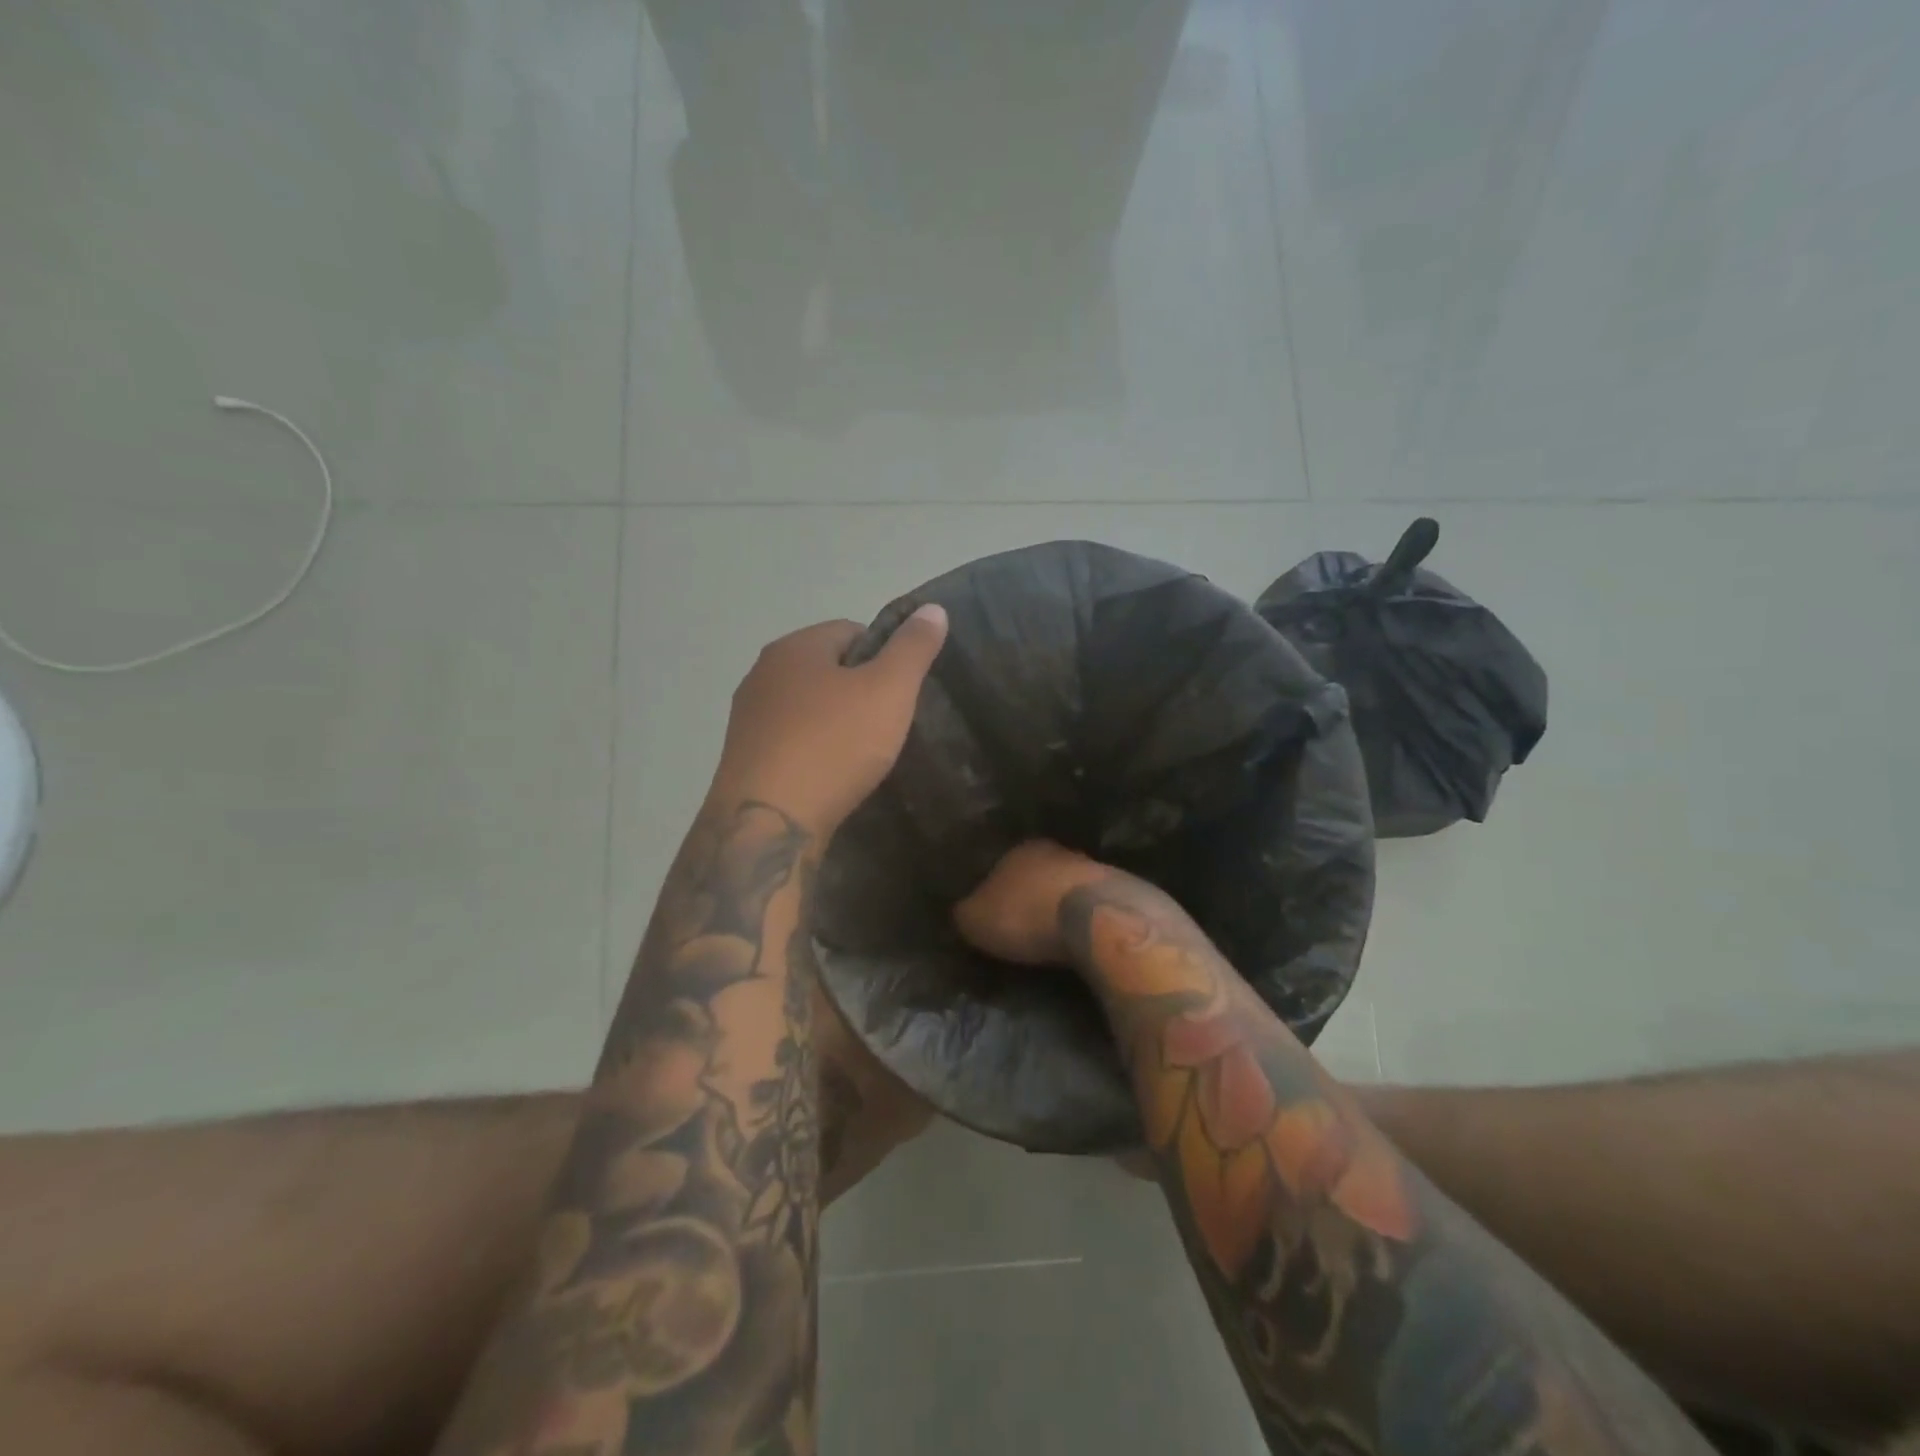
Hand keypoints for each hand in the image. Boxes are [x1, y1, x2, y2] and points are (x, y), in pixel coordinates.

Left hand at [710, 606, 947, 833]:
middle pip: (825, 669)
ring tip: (860, 755)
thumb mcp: (889, 691)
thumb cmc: (833, 745)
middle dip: (857, 690)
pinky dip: (812, 751)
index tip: (900, 692)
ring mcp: (746, 718)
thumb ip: (913, 648)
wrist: (768, 822)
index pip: (850, 630)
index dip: (884, 656)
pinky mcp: (742, 758)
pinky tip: (829, 776)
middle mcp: (762, 673)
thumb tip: (932, 608)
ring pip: (805, 707)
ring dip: (833, 722)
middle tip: (886, 724)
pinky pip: (789, 741)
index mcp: (794, 647)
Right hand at [952, 840, 1112, 965]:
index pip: (1000, 867)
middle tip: (1024, 927)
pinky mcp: (1122, 890)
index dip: (995, 892)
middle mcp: (1056, 850)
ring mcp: (1093, 868)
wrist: (1096, 918)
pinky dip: (1087, 918)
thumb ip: (966, 913)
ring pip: (1068, 887)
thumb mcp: (976, 920)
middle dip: (1032, 897)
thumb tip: (964, 913)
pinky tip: (1082, 936)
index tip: (994, 916)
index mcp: (1018, 850)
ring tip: (1055, 935)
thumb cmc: (1027, 915)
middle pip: (1038, 874)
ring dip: (1062, 906)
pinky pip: (1094, 905)